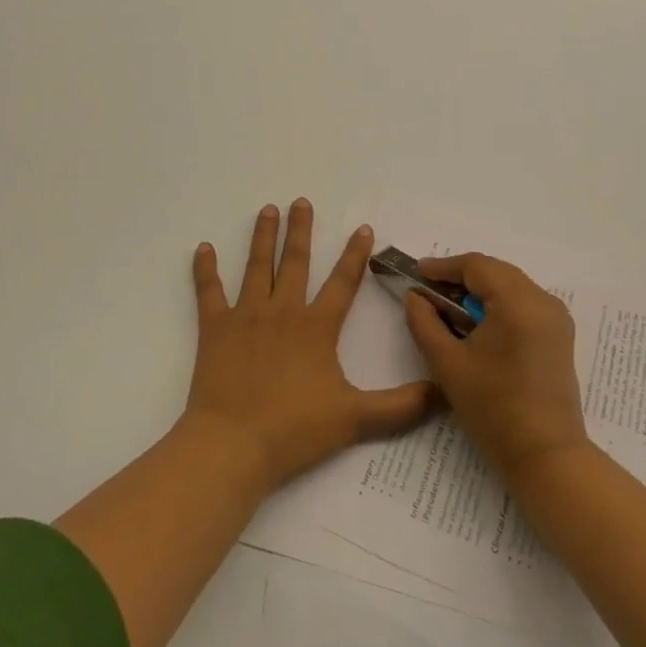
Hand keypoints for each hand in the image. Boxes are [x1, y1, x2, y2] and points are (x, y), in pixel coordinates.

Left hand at [184, 200, 436, 495]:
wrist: (233, 445)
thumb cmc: (294, 429)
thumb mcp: (355, 419)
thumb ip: (400, 407)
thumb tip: (442, 392)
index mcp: (316, 327)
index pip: (343, 282)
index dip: (355, 255)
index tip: (362, 228)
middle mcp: (283, 311)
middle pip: (296, 262)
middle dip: (301, 230)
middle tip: (301, 201)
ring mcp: (247, 316)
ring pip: (257, 266)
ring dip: (263, 237)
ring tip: (267, 210)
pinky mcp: (215, 329)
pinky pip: (209, 292)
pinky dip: (205, 270)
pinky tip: (203, 248)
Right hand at [406, 253, 589, 482]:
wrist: (546, 456)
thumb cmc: (493, 409)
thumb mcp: (447, 363)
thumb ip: (424, 322)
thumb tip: (415, 296)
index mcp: (518, 301)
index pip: (476, 266)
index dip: (443, 267)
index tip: (417, 274)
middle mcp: (543, 299)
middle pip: (495, 271)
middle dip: (461, 278)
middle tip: (429, 291)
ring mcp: (556, 316)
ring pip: (511, 285)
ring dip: (480, 290)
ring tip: (450, 307)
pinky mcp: (560, 334)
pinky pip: (524, 302)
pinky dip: (499, 304)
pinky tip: (478, 323)